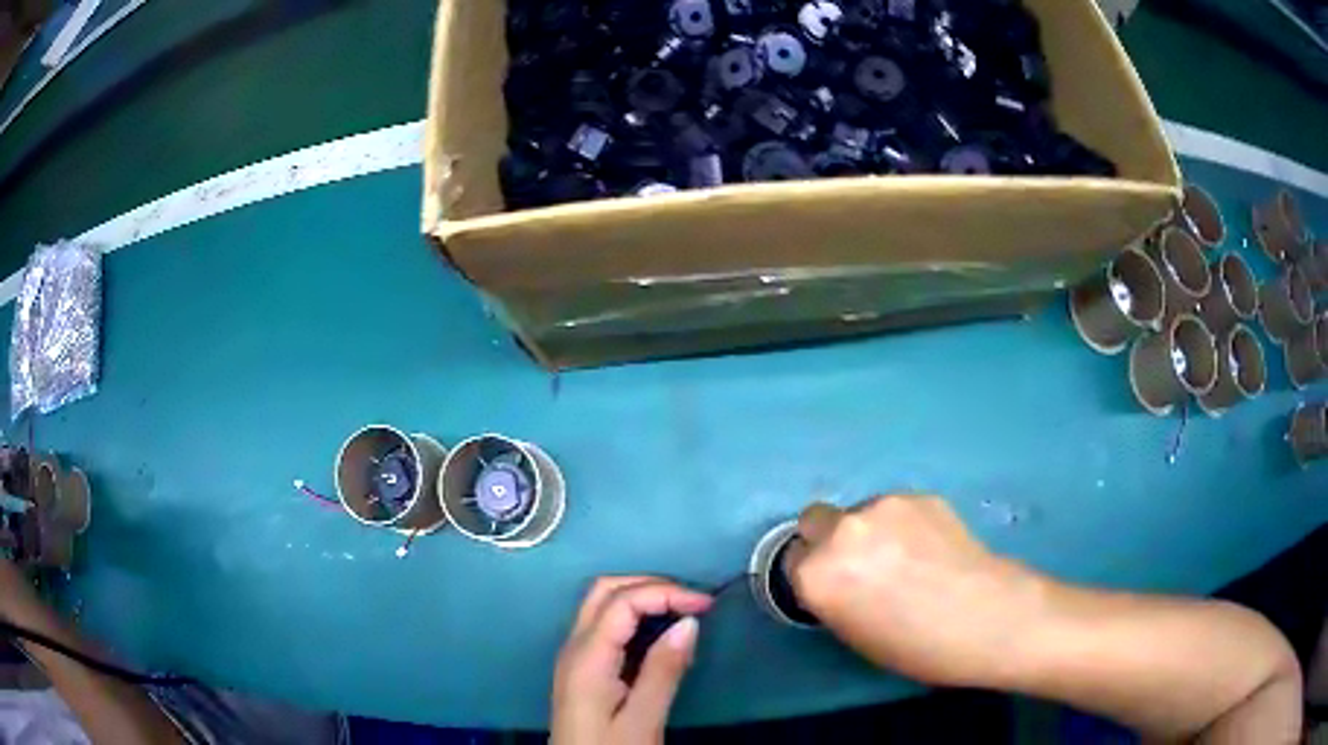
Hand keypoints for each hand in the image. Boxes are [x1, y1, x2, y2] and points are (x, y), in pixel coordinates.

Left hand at [552, 577, 712, 744]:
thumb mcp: (643, 719)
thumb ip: (664, 670)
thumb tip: (689, 622)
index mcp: (587, 658)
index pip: (622, 601)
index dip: (666, 593)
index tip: (706, 606)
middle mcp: (574, 647)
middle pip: (604, 591)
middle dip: (650, 585)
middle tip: (693, 602)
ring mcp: (574, 657)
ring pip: (601, 604)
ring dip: (641, 596)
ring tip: (683, 611)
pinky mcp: (581, 668)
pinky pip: (604, 625)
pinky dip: (633, 615)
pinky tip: (659, 632)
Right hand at [783, 496, 1041, 688]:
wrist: (987, 617)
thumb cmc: (917, 646)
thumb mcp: (855, 634)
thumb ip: (831, 597)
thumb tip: (837, 577)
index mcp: (817, 575)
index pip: (791, 561)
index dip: (812, 575)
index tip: (832, 587)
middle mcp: (842, 532)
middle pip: (814, 520)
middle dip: (829, 540)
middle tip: (861, 565)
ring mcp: (883, 507)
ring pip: (858, 512)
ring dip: (869, 530)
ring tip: (906, 557)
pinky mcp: (919, 495)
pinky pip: (895, 509)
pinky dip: (902, 524)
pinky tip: (931, 548)